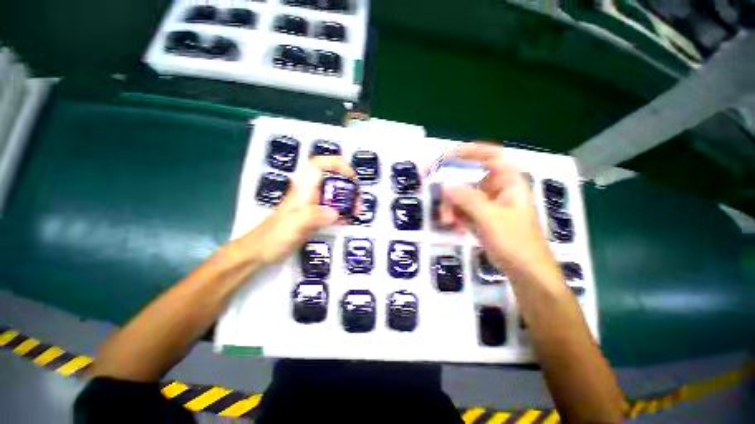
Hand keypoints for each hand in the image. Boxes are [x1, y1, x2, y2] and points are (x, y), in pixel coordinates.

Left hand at [239, 156, 356, 264]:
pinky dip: (343, 213)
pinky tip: (348, 221)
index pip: (318, 165)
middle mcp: (310, 194)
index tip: (351, 176)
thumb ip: (313, 216)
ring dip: (349, 201)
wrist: (261, 252)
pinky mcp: (316, 218)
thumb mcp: (294, 225)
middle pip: (332, 180)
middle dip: (349, 187)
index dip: (336, 164)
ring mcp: (314, 206)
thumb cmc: (274, 236)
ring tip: (357, 213)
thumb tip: (336, 213)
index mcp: (304, 190)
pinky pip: (333, 210)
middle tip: (358, 203)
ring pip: (335, 195)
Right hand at [440, 143, 559, 279]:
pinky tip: (455, 227)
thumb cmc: (516, 243)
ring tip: (447, 221)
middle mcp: (498, 190)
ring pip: (463, 196)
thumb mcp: (490, 218)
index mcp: (509, 183)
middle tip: (433, 186)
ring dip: (452, 206)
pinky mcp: (482, 218)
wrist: (526, 273)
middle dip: (451, 186)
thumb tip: (445, 183)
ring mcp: (489, 204)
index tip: (448, 155)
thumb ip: (468, 199)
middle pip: (470, 177)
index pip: (491, 156)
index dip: (470, 151)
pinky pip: (463, 210)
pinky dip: (456, 216)